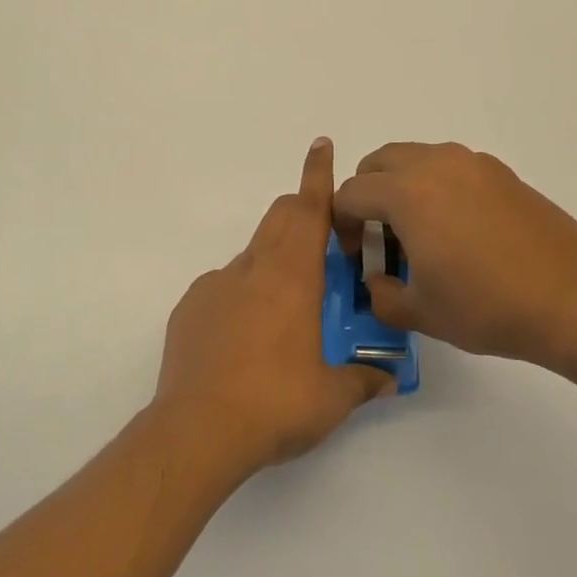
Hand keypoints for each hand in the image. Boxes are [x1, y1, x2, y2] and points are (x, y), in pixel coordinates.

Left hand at [155, 138, 394, 475]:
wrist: (197, 431)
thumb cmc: (275, 404)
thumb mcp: (332, 398)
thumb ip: (363, 380)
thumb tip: (387, 377)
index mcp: (291, 277)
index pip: (308, 210)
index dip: (317, 175)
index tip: (321, 145)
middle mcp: (251, 270)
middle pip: (278, 219)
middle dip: (301, 213)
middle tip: (322, 239)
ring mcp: (214, 286)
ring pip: (251, 257)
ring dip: (273, 265)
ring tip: (286, 312)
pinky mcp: (189, 309)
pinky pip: (222, 288)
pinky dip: (241, 297)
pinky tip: (244, 340)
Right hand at [332, 141, 576, 370]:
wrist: (574, 300)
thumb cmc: (488, 306)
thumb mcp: (421, 312)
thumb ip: (381, 296)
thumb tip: (376, 282)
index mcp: (406, 192)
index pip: (350, 193)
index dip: (341, 224)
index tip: (355, 256)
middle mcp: (436, 164)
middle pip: (378, 162)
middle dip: (367, 195)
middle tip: (379, 238)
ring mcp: (473, 164)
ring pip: (416, 159)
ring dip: (401, 187)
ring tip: (420, 234)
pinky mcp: (502, 173)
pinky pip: (451, 168)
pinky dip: (437, 187)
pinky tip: (459, 231)